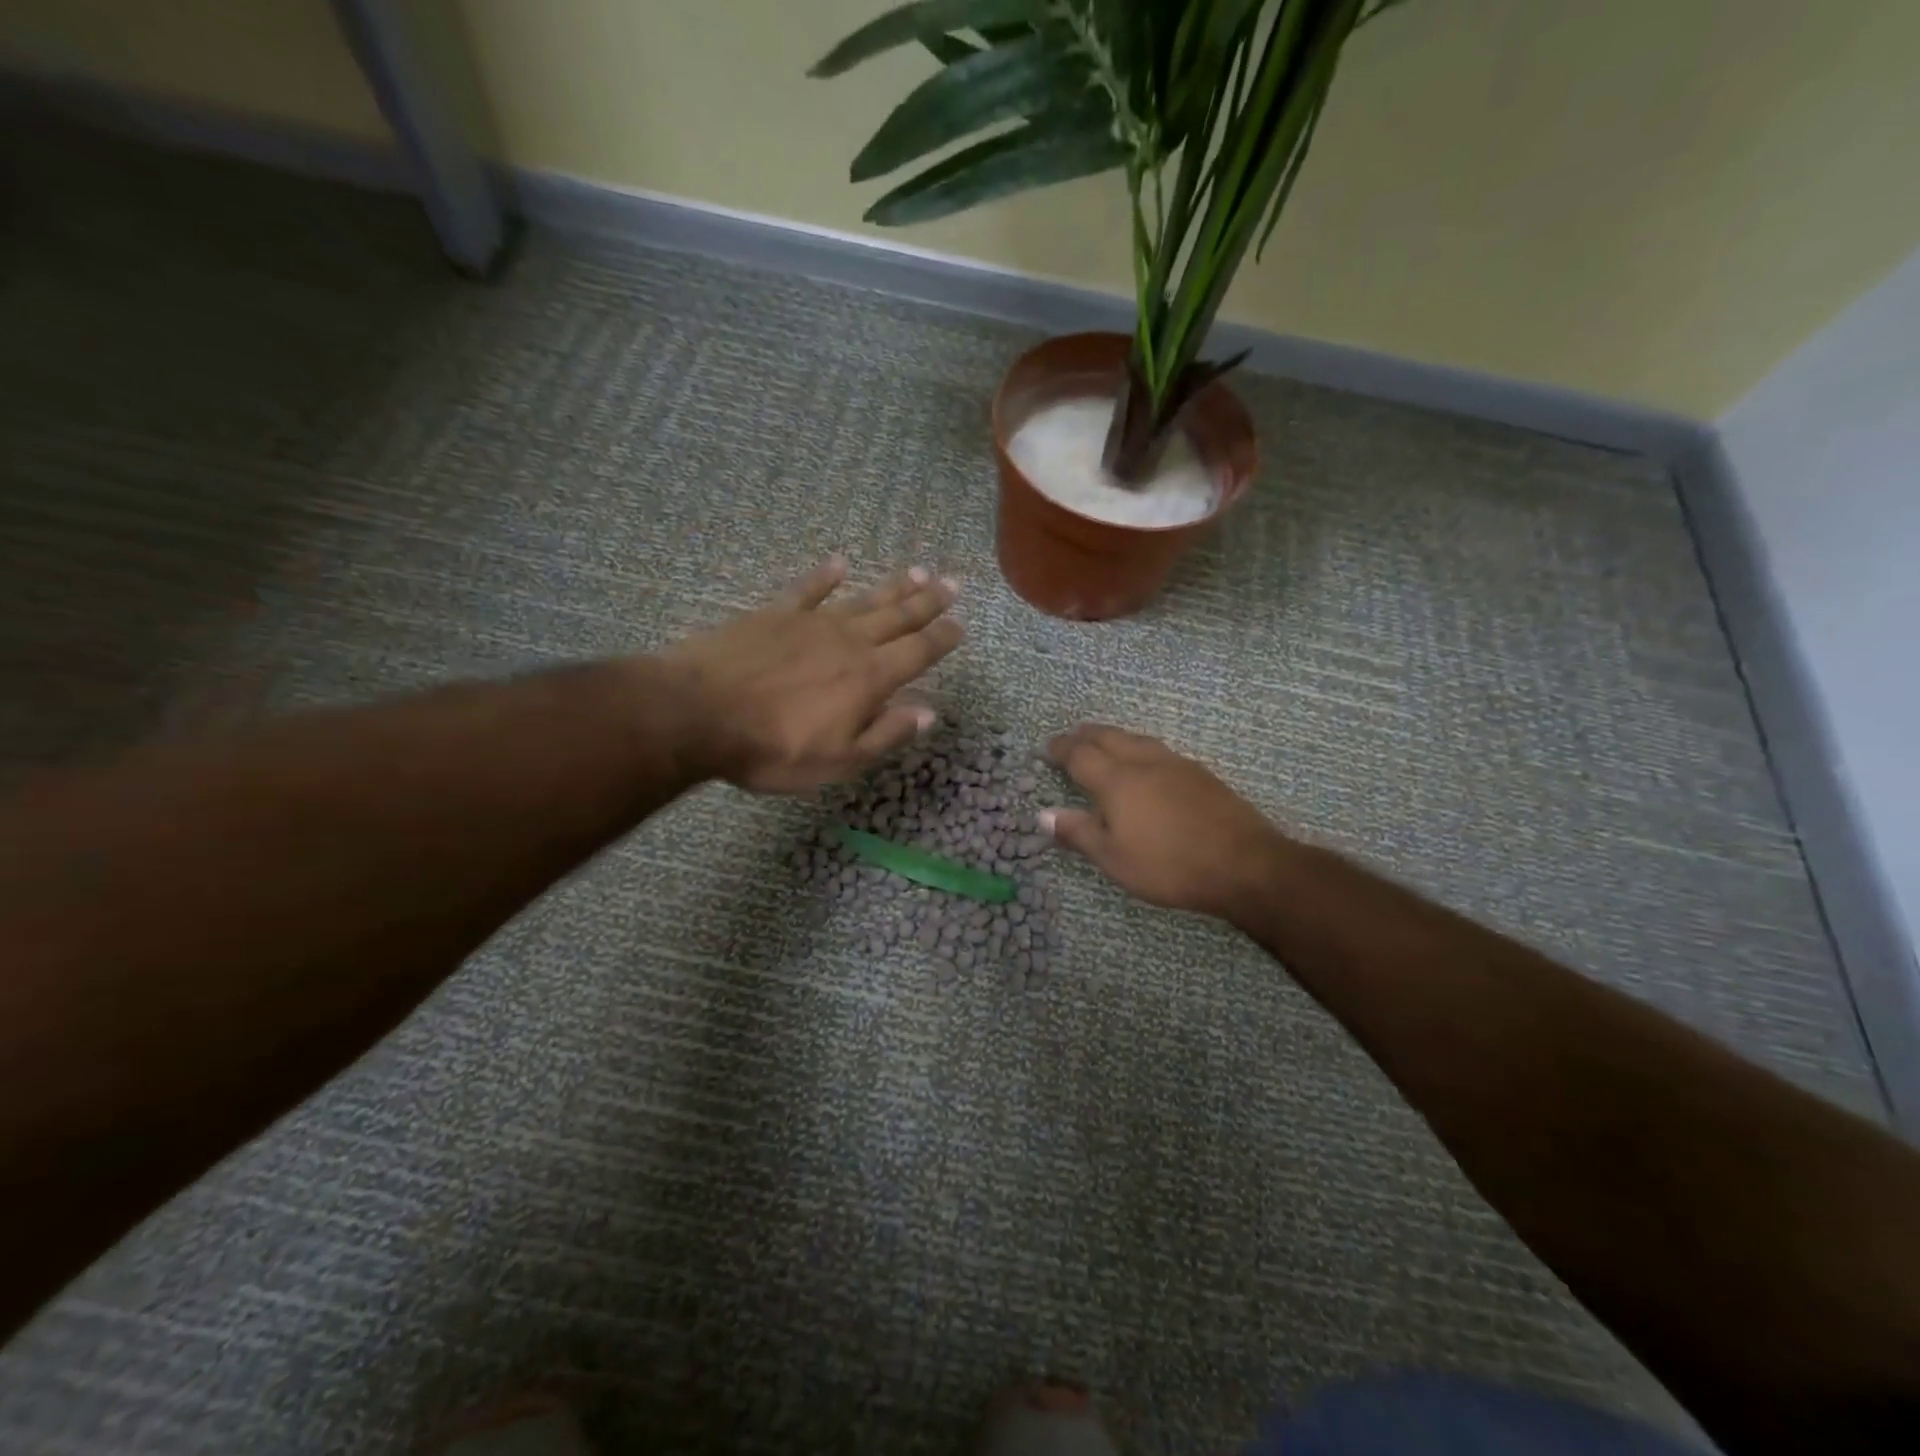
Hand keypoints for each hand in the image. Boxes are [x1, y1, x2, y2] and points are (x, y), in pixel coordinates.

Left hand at [663, 559, 962, 794]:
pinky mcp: (774, 614)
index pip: (918, 652)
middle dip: (928, 601)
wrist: (699, 714)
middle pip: (897, 617)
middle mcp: (849, 642)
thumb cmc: (773, 747)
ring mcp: (811, 622)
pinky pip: (807, 588)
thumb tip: (928, 712)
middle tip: (953, 582)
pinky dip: (825, 576)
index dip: (942, 638)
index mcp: (870, 678)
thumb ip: (886, 733)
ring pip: (862, 599)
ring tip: (917, 570)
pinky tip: (839, 563)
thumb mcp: (839, 760)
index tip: (961, 624)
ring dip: (891, 586)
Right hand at [1041, 725, 1289, 918]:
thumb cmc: (1170, 865)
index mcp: (1118, 781)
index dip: (1062, 749)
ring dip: (1115, 737)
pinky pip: (1160, 750)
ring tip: (1105, 741)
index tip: (1048, 747)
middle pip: (1109, 738)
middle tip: (1072, 736)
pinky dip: (1140, 748)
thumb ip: (1079, 833)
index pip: (1081, 755)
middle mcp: (1145, 763)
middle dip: (1086, 735)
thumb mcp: (1114, 859)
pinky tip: (1147, 762)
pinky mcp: (1201, 775)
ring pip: (1138, 739)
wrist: (1244, 864)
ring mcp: (1177, 765)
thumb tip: (1043, 814)